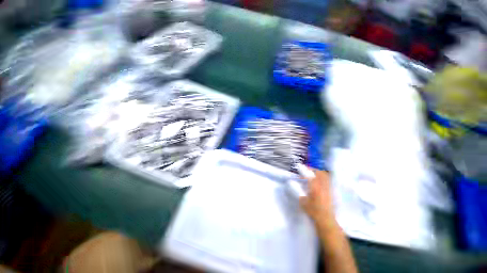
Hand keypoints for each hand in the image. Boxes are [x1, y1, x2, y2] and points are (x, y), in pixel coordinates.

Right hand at [299, 169, 334, 224]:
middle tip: (306, 170)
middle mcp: (323, 186)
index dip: (303, 169)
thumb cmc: (313, 211)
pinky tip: (318, 180)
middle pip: (319, 172)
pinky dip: (322, 177)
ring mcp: (328, 188)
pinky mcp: (331, 191)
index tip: (298, 166)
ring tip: (312, 174)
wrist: (326, 220)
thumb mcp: (302, 201)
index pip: (309, 175)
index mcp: (315, 188)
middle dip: (312, 169)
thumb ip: (297, 190)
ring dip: (318, 172)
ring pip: (325, 175)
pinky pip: (327, 180)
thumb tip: (291, 182)